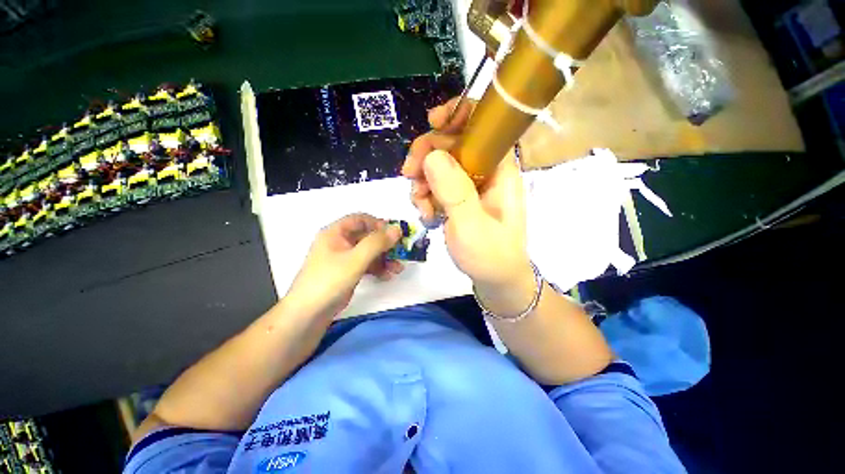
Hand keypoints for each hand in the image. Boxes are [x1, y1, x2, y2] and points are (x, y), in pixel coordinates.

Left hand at [285, 214, 402, 318]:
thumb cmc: (330, 279)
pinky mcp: (348, 272)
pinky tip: (387, 276)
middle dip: (385, 244)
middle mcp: (340, 242)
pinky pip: (366, 264)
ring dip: (385, 258)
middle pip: (367, 236)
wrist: (309, 313)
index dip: (378, 224)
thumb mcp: (356, 259)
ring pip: (369, 252)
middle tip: (401, 251)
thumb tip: (397, 229)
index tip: (394, 233)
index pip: (360, 219)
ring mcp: (344, 258)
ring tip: (398, 268)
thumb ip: (377, 243)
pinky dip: (378, 268)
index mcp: (336, 233)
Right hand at [402, 99, 532, 293]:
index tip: (433, 123)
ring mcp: (471, 185)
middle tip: (409, 175)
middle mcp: (486, 172)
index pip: (484, 126)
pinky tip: (426, 215)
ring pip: (439, 166)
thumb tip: (432, 156)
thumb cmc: (491, 255)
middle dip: (427, 156)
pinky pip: (436, 185)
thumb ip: (454, 191)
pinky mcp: (459, 198)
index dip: (460, 114)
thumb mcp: (471, 225)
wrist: (495, 280)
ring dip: (422, 182)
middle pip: (453, 144)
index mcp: (500, 170)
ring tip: (421, 207)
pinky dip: (425, 196)